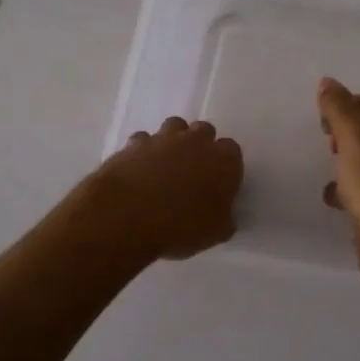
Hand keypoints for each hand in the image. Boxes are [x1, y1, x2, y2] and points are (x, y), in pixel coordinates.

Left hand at [90, 117, 243, 260]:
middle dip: (201, 146)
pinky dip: (144, 151)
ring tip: (166, 166)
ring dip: (174, 141)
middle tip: (193, 172)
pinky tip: (139, 170)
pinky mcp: (134, 143)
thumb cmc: (181, 226)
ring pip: (174, 127)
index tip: (218, 183)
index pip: (232, 151)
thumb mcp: (216, 233)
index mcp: (224, 160)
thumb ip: (224, 218)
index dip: (225, 166)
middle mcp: (196, 141)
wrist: (127, 216)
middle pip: (204, 131)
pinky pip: (144, 140)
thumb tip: (223, 215)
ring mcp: (163, 138)